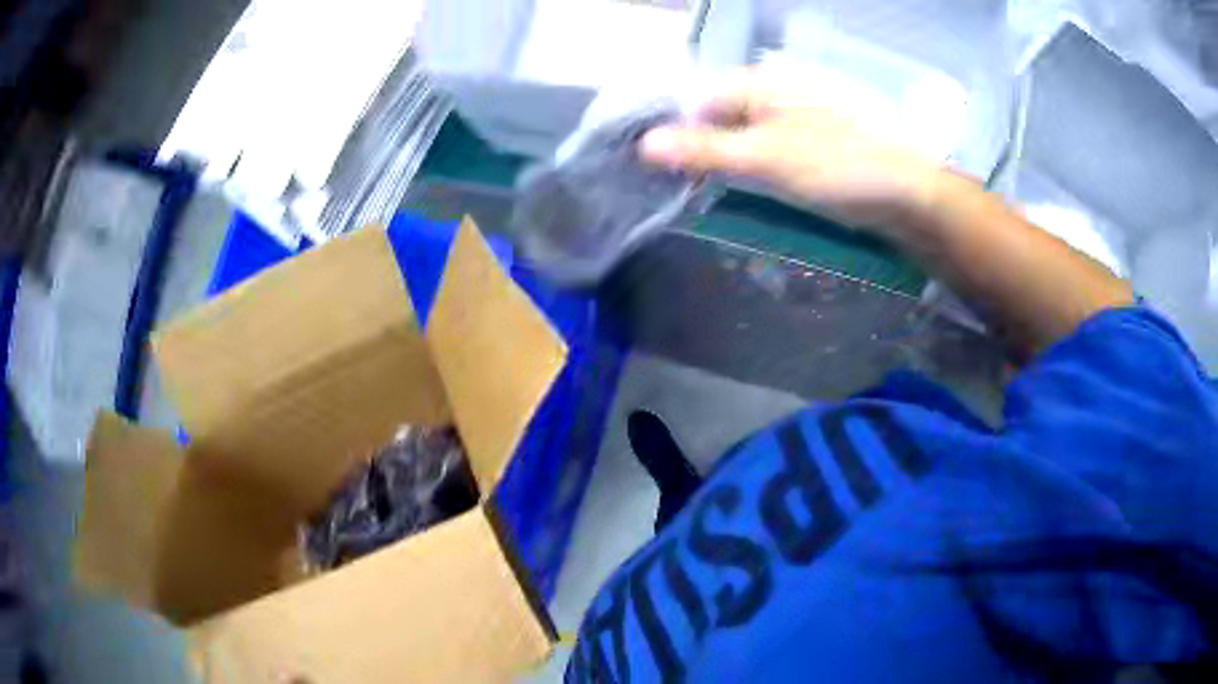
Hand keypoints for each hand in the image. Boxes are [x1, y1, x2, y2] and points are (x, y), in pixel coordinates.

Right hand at [639, 73, 944, 230]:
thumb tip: (644, 145)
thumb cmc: (838, 167)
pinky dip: (751, 169)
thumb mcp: (765, 159)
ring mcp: (797, 118)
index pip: (697, 96)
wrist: (909, 196)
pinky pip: (768, 150)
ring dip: (723, 162)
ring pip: (743, 135)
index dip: (673, 128)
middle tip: (681, 187)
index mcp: (762, 83)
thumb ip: (705, 149)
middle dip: (697, 148)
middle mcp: (776, 92)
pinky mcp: (813, 144)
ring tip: (706, 193)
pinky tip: (745, 190)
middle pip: (719, 115)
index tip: (655, 166)